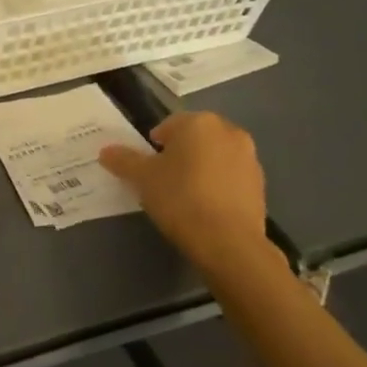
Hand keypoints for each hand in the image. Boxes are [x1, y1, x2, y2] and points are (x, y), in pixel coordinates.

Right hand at [98, 112, 272, 279]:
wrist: (229, 243)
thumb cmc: (180, 198)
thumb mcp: (142, 178)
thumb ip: (123, 160)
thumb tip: (106, 151)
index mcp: (199, 123)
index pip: (169, 125)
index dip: (154, 145)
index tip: (148, 168)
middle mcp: (229, 132)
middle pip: (194, 139)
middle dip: (179, 154)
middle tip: (163, 180)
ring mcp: (249, 159)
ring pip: (214, 157)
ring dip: (200, 169)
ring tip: (185, 196)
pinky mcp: (261, 186)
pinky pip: (230, 178)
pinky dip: (217, 186)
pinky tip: (206, 209)